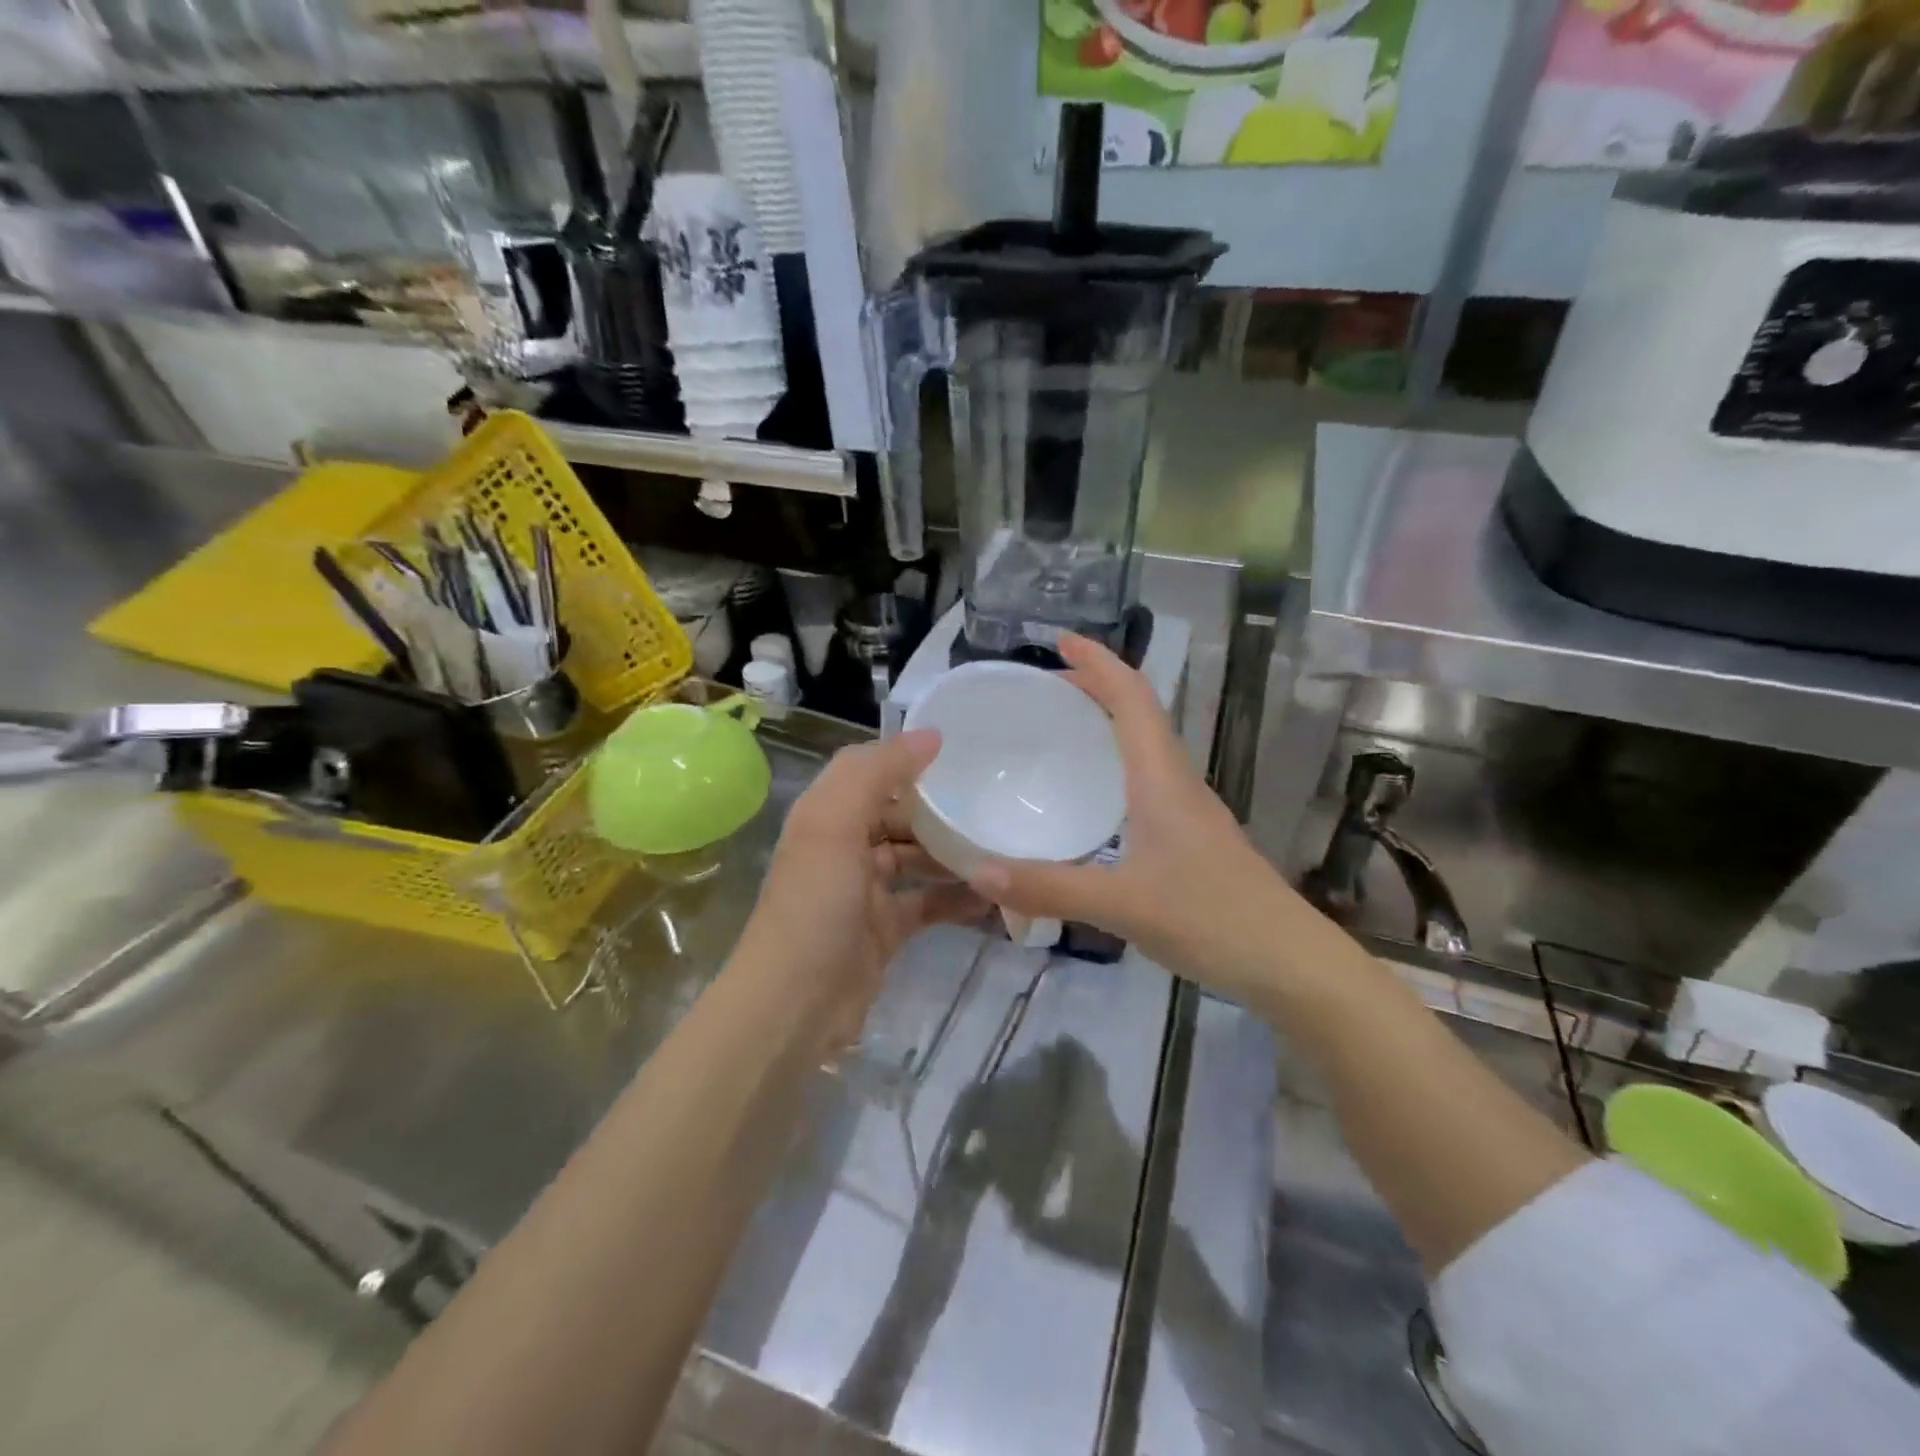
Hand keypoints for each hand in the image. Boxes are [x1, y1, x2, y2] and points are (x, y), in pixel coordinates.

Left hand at [734, 730, 987, 1042]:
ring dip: (953, 852)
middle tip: (996, 801)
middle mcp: (843, 847)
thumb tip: (931, 735)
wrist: (795, 1007)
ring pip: (916, 858)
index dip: (912, 759)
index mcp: (826, 815)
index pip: (872, 772)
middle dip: (941, 809)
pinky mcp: (885, 930)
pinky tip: (994, 894)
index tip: (965, 752)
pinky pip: (927, 903)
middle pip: (899, 815)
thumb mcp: (835, 824)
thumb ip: (878, 772)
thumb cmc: (815, 905)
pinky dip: (956, 898)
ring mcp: (864, 891)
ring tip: (1003, 843)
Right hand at [968, 635, 1285, 1000]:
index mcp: (1162, 778)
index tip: (1059, 641)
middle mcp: (1177, 782)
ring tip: (1060, 732)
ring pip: (1144, 747)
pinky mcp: (1191, 838)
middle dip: (1094, 688)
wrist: (1289, 962)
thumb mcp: (1122, 904)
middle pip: (1138, 713)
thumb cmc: (1213, 919)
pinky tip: (1091, 800)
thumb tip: (976, 871)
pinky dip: (1114, 767)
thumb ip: (1048, 888)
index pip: (1132, 698)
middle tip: (1042, 690)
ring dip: (1106, 725)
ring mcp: (1188, 810)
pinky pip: (1146, 781)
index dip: (1098, 662)